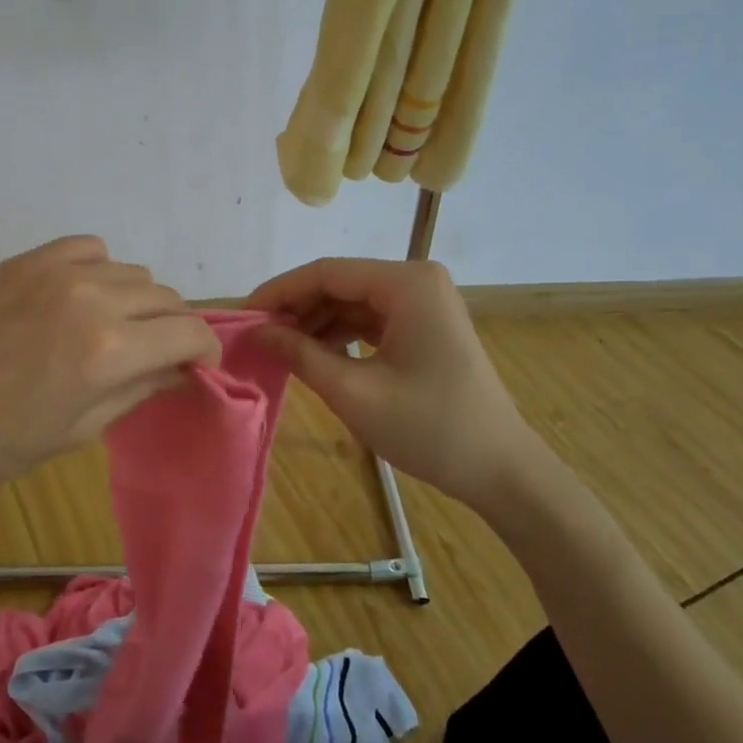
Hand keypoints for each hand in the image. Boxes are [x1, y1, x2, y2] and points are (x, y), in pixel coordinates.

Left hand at [0, 236, 221, 496]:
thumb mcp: (76, 432)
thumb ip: (138, 391)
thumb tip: (182, 370)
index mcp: (107, 352)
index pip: (188, 332)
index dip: (205, 349)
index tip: (198, 365)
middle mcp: (91, 299)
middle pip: (166, 297)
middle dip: (173, 328)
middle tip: (155, 355)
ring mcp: (55, 271)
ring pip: (132, 271)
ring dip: (139, 301)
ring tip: (114, 329)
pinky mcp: (25, 260)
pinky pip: (88, 248)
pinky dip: (100, 269)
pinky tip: (82, 296)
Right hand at [246, 258, 552, 514]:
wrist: (500, 470)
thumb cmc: (428, 428)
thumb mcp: (354, 392)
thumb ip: (299, 354)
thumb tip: (256, 332)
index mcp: (406, 283)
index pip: (326, 272)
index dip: (278, 292)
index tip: (242, 317)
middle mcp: (416, 281)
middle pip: (339, 284)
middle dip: (295, 309)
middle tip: (255, 337)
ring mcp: (423, 303)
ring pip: (352, 302)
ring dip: (314, 323)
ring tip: (276, 349)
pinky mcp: (424, 327)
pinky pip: (370, 320)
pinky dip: (339, 336)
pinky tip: (312, 356)